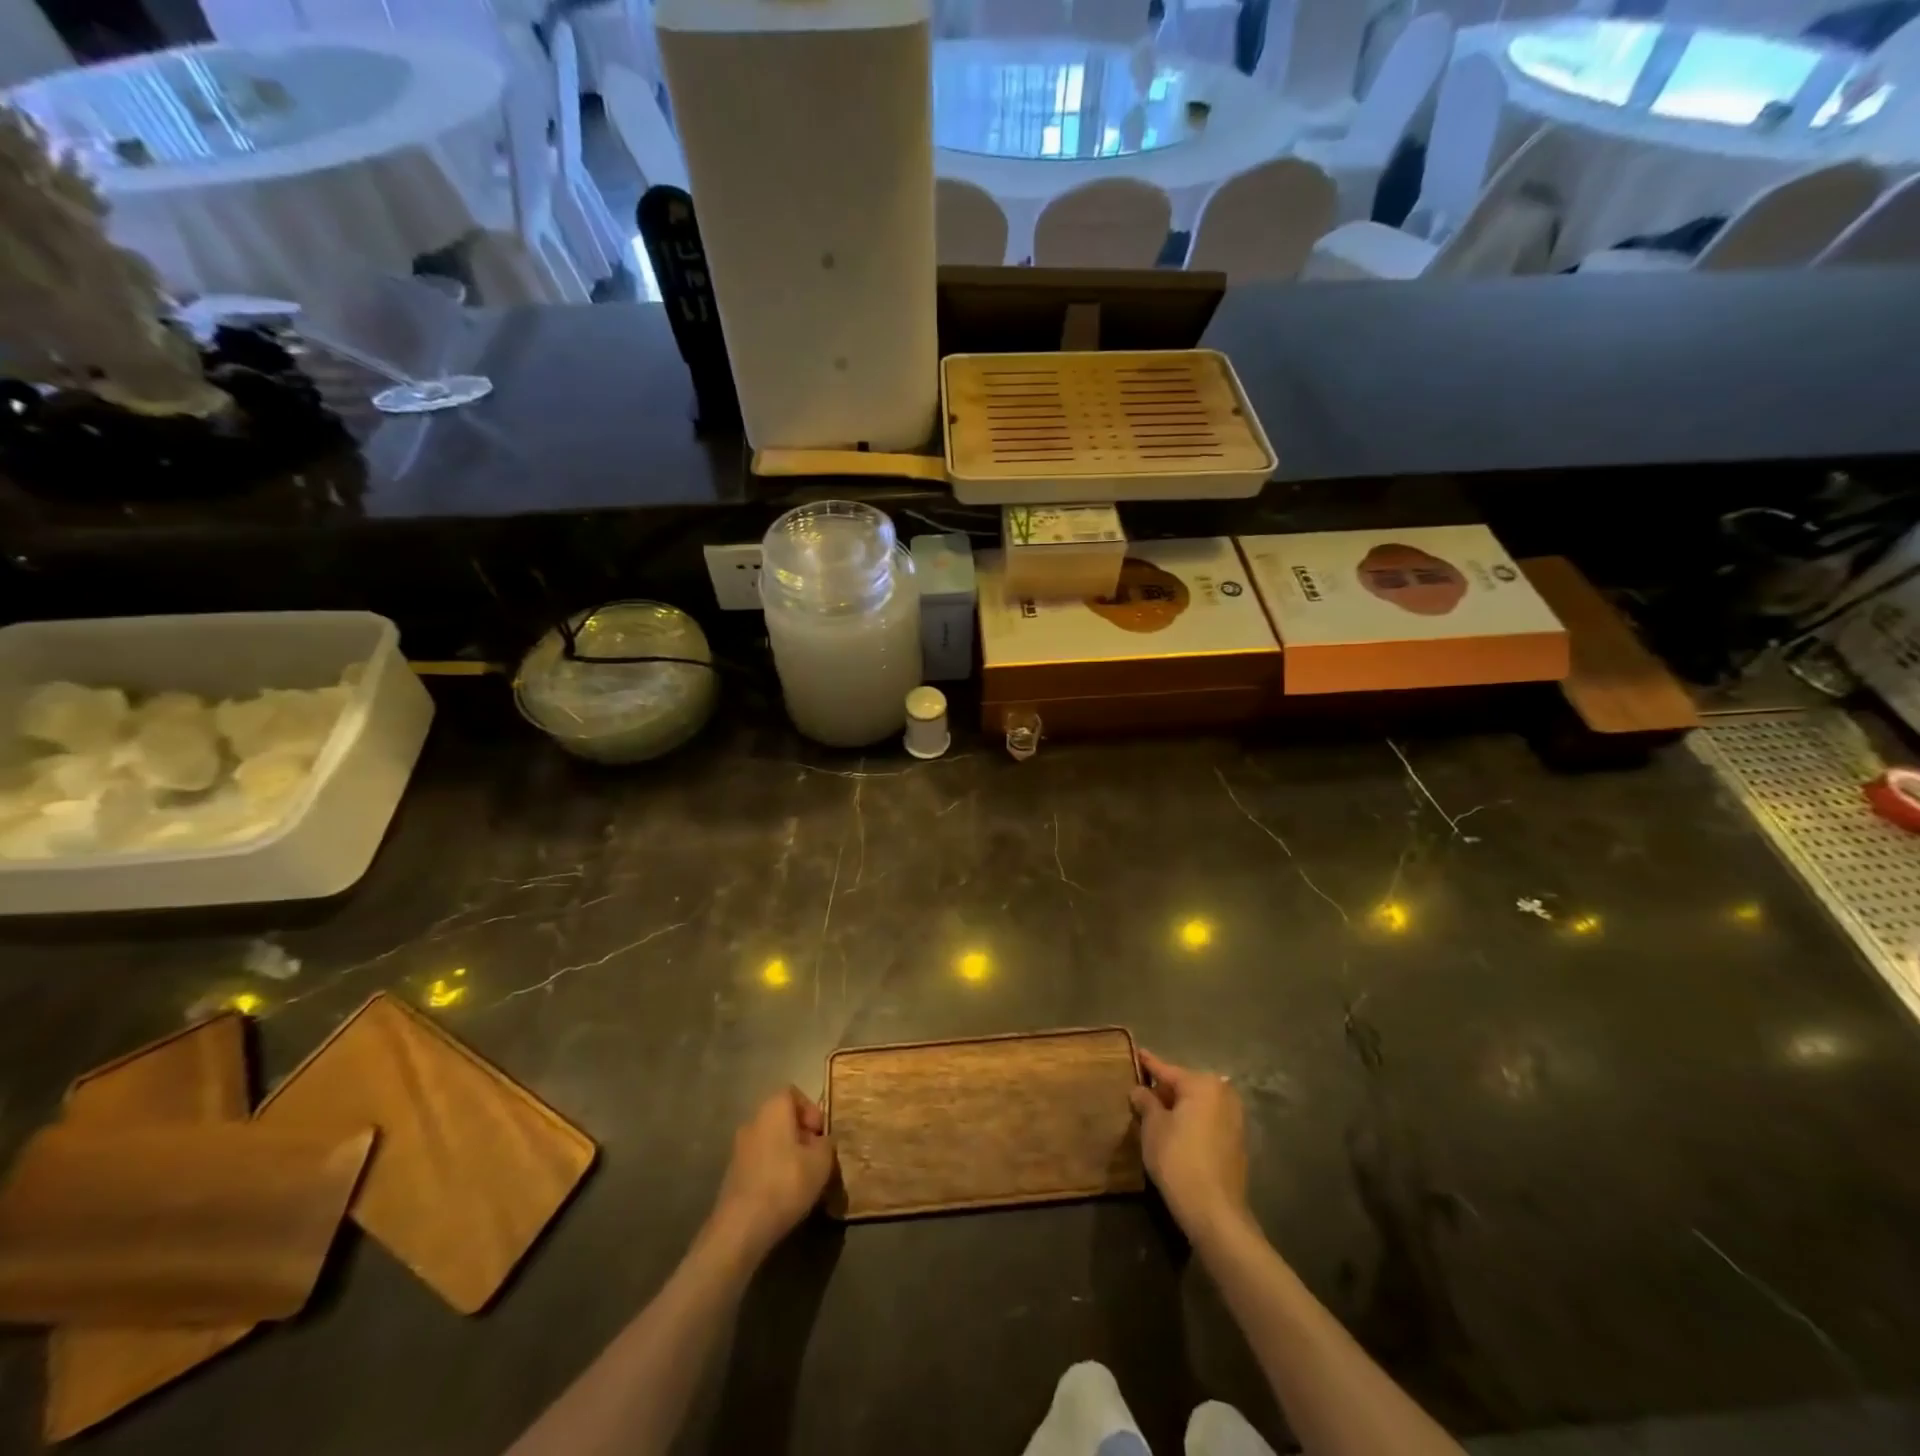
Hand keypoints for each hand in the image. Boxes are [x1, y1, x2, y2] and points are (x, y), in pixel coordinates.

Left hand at [709, 1087, 836, 1260]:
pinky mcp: (732, 1175)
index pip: (793, 1093)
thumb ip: (826, 1144)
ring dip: (787, 1154)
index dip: (811, 1110)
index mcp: (773, 1109)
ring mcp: (739, 1149)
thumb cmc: (786, 1183)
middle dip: (801, 1135)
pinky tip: (783, 1195)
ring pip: (771, 1141)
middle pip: (781, 1118)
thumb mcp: (822, 1161)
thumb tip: (821, 1142)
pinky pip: (760, 1162)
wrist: (741, 1227)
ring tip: (803, 1179)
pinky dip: (773, 1171)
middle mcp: (753, 1121)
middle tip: (816, 1158)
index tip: (821, 1134)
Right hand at [1130, 1049, 1247, 1235]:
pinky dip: (1192, 1121)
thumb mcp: (1153, 1127)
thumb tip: (1140, 1090)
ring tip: (1156, 1111)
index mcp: (1202, 1085)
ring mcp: (1234, 1120)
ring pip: (1198, 1104)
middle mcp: (1223, 1095)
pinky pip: (1208, 1121)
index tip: (1137, 1052)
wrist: (1214, 1211)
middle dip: (1164, 1089)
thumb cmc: (1178, 1159)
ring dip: (1179, 1106)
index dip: (1149, 1064)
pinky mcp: (1237, 1143)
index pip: (1168, 1070)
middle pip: (1186, 1086)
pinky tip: (1176, 1131)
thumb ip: (1146, 1102)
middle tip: (1142, 1090)